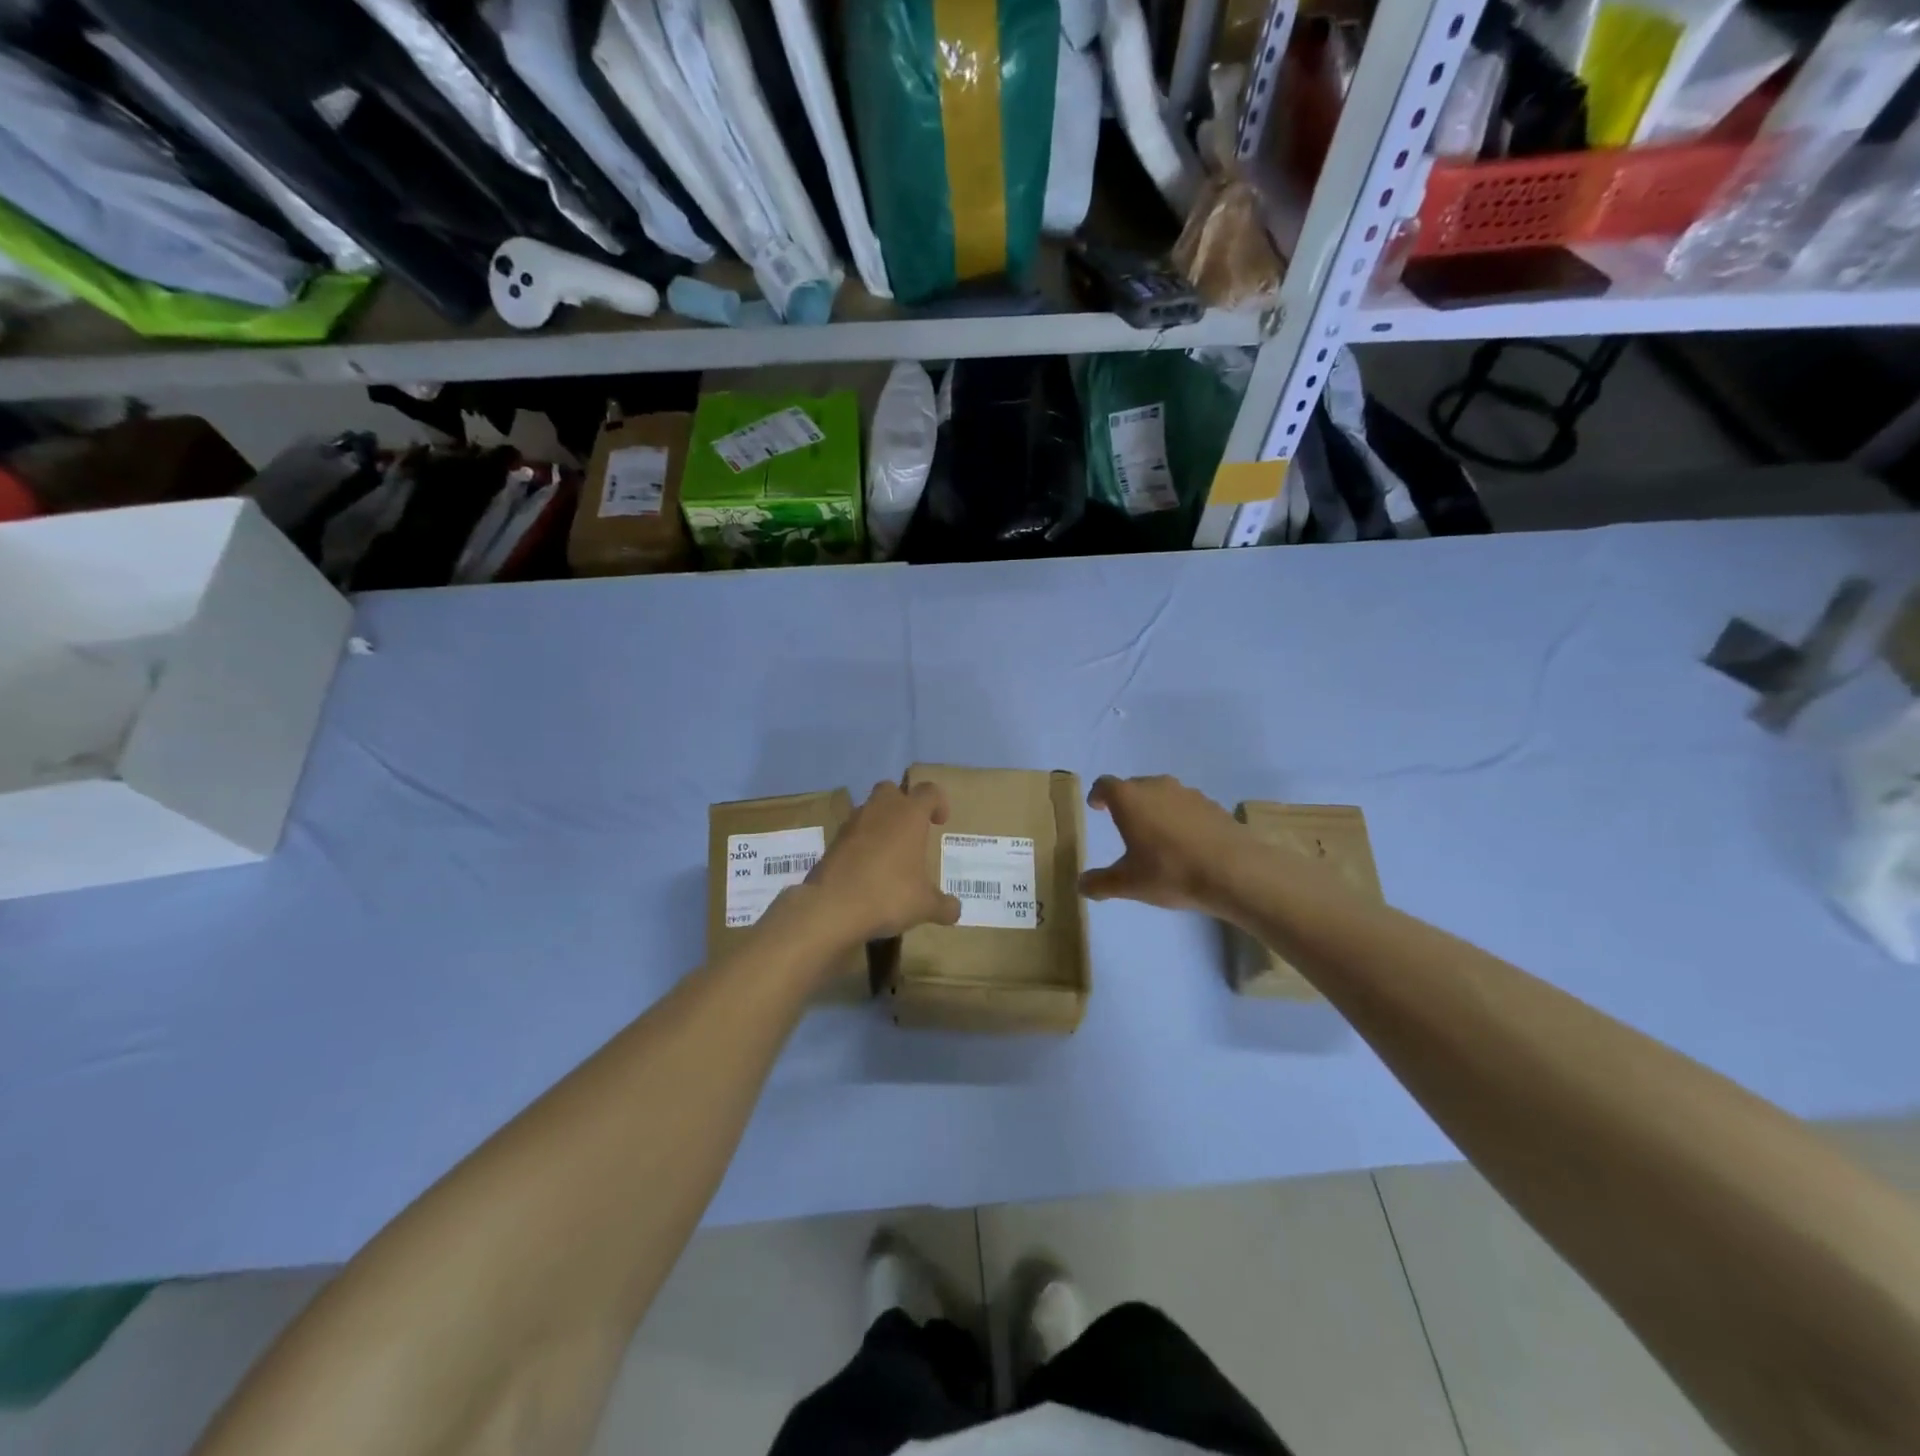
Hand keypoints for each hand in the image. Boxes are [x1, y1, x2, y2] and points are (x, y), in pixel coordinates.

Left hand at [799, 781, 961, 944]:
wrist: (833, 906)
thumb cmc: (889, 894)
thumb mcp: (925, 905)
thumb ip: (943, 905)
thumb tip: (955, 910)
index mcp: (910, 815)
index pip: (929, 791)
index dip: (938, 802)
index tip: (940, 821)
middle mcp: (881, 810)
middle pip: (892, 789)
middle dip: (902, 803)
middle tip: (911, 830)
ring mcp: (853, 823)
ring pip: (869, 809)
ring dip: (880, 823)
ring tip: (889, 853)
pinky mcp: (832, 841)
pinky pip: (852, 832)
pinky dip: (861, 843)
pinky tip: (867, 868)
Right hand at [1080, 774, 1251, 914]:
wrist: (1234, 872)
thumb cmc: (1170, 872)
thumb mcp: (1129, 884)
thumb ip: (1101, 883)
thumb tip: (1081, 885)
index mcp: (1129, 799)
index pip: (1105, 785)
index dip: (1098, 795)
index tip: (1096, 806)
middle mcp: (1157, 786)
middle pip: (1134, 786)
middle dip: (1126, 802)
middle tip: (1123, 822)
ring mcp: (1188, 793)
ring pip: (1163, 794)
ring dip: (1155, 808)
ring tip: (1155, 834)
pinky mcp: (1213, 806)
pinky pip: (1187, 807)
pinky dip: (1180, 818)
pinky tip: (1185, 843)